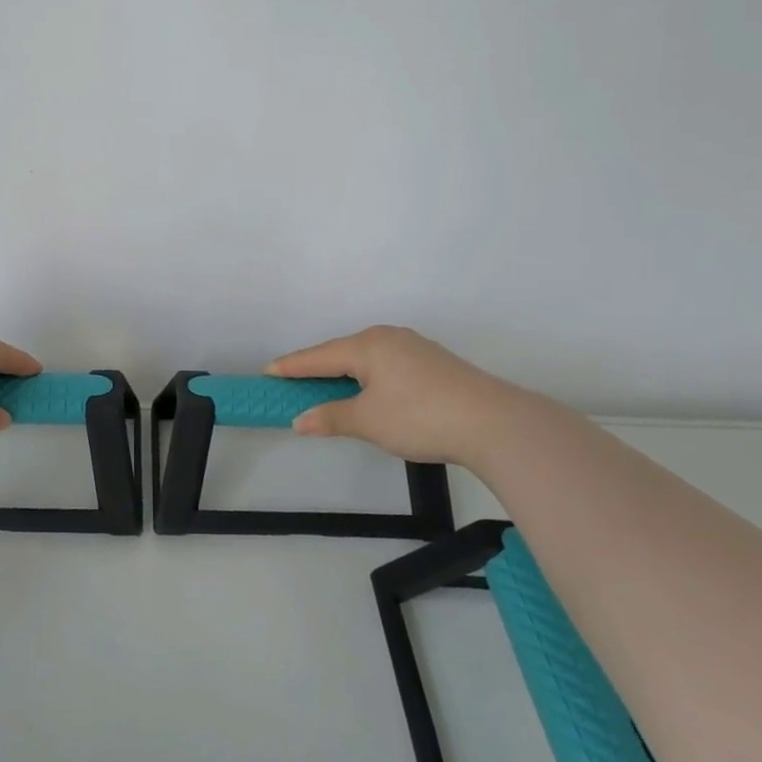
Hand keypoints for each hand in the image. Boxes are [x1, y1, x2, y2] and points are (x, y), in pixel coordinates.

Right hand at [265, 325, 525, 468]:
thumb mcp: (367, 421)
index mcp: (368, 345)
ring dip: (343, 374)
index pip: (318, 356)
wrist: (494, 423)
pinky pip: (386, 365)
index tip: (267, 372)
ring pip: (366, 359)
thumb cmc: (420, 417)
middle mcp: (389, 338)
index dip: (291, 366)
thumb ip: (330, 417)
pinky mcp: (433, 364)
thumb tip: (300, 420)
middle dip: (316, 368)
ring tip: (326, 390)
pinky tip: (368, 393)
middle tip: (292, 383)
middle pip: (341, 353)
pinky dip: (367, 378)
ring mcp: (415, 348)